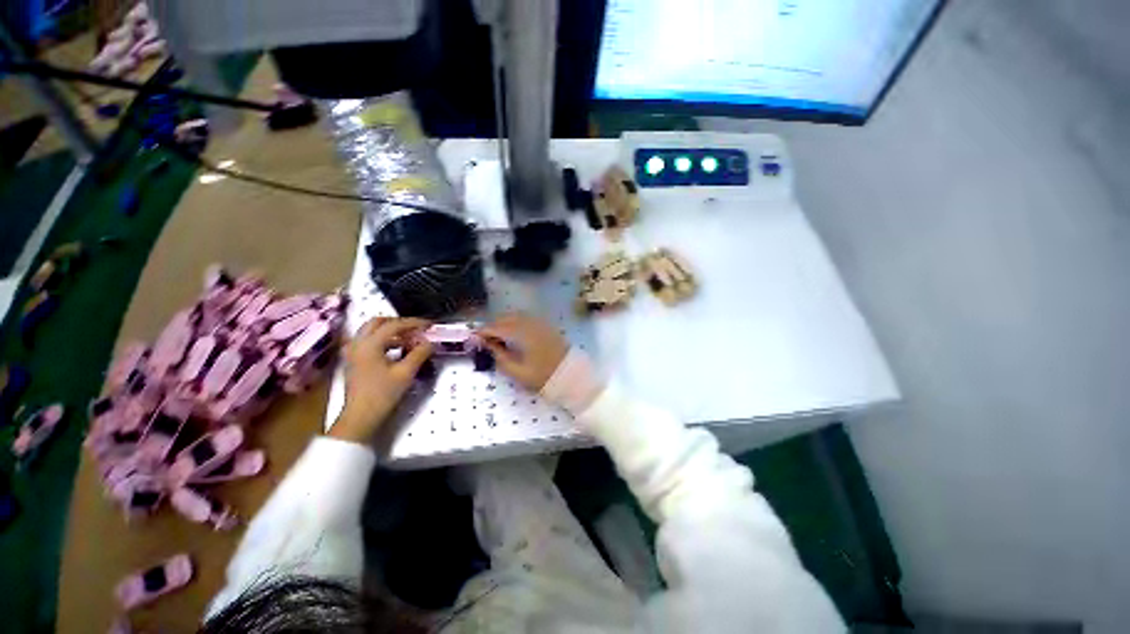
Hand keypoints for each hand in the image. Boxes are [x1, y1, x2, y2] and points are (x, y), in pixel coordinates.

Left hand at [331, 317, 432, 443]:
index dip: (413, 323)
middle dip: (398, 322)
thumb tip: (430, 342)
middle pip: (377, 322)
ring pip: (371, 332)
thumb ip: (420, 353)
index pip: (394, 325)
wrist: (360, 416)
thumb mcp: (406, 373)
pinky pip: (368, 342)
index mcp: (369, 344)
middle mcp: (358, 344)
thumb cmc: (383, 394)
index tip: (429, 325)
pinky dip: (383, 341)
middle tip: (415, 328)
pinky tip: (397, 350)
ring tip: (409, 339)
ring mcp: (353, 352)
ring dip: (390, 332)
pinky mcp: (353, 361)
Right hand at [478, 313, 568, 391]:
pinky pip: (526, 318)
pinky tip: (514, 333)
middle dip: (493, 326)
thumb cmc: (543, 376)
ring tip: (497, 336)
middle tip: (484, 338)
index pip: (497, 327)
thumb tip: (488, 346)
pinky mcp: (546, 326)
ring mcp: (540, 323)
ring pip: (516, 316)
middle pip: (506, 318)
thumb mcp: (518, 372)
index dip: (483, 332)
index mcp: (522, 334)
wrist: (571, 375)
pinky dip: (516, 322)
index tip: (473, 338)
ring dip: (504, 322)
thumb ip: (500, 357)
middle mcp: (530, 324)